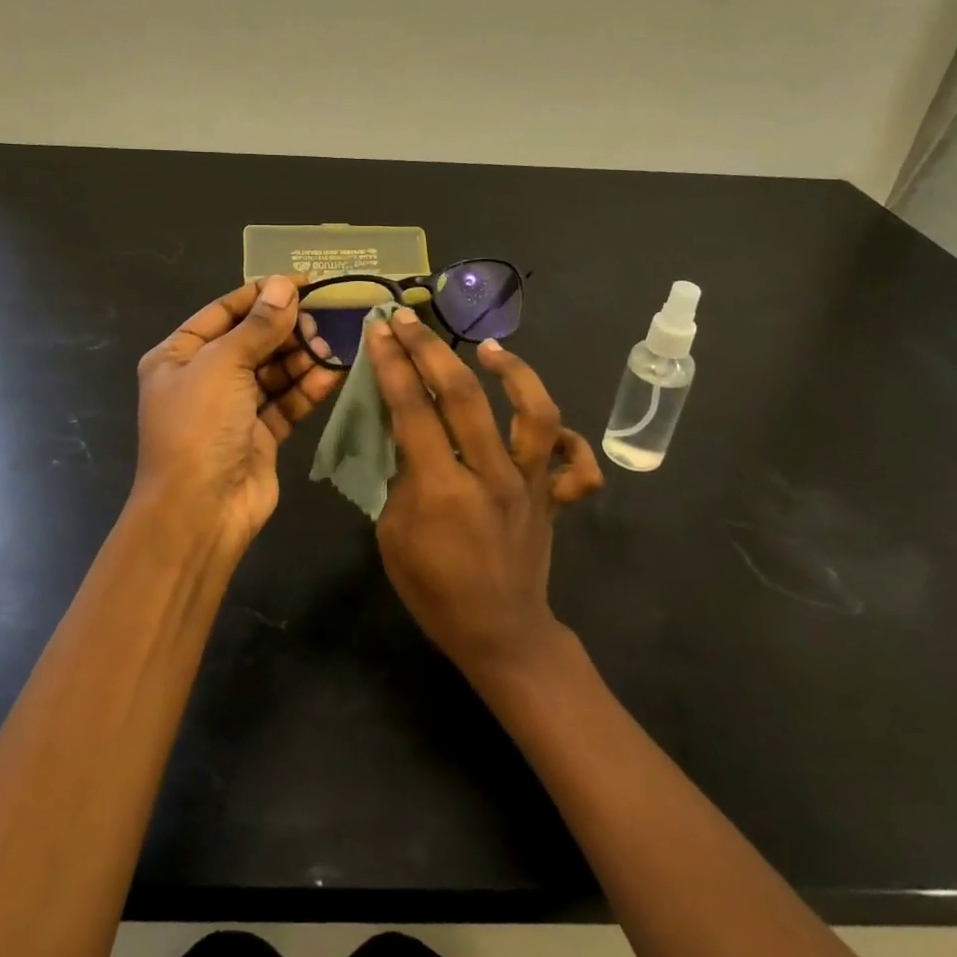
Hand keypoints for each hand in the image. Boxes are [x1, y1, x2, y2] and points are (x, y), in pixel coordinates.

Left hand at [132, 276, 341, 551]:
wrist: (200, 511)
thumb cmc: (199, 426)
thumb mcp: (223, 365)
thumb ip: (258, 326)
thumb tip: (284, 284)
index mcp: (178, 355)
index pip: (224, 311)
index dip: (263, 294)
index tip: (305, 281)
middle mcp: (204, 378)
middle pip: (252, 340)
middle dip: (287, 328)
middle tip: (322, 320)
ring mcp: (232, 408)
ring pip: (273, 371)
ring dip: (301, 357)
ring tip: (329, 347)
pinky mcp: (260, 435)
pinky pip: (286, 402)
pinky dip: (307, 388)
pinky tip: (333, 373)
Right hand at [365, 309, 603, 683]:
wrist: (500, 635)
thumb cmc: (434, 590)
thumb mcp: (393, 535)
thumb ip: (400, 477)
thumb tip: (407, 431)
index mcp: (441, 489)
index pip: (413, 410)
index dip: (393, 365)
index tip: (380, 332)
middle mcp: (491, 475)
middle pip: (463, 395)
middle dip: (431, 350)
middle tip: (409, 321)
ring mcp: (531, 484)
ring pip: (535, 412)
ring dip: (514, 372)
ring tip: (490, 349)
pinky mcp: (555, 497)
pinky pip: (576, 461)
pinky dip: (566, 437)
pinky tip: (538, 418)